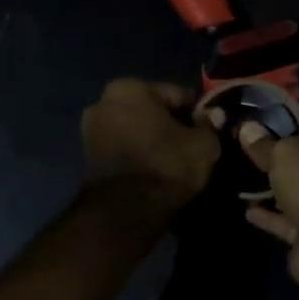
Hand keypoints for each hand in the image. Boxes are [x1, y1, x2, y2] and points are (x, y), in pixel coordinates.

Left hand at [81, 79, 219, 210]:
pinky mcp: (87, 157)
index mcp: (129, 87)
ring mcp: (91, 129)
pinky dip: (138, 154)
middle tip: (191, 146)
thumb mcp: (202, 144)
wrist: (125, 211)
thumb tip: (211, 116)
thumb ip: (208, 126)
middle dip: (170, 124)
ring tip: (174, 161)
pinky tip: (154, 170)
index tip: (209, 130)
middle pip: (151, 110)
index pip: (176, 94)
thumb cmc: (165, 165)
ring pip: (136, 129)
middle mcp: (103, 101)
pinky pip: (123, 148)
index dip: (196, 113)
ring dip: (153, 139)